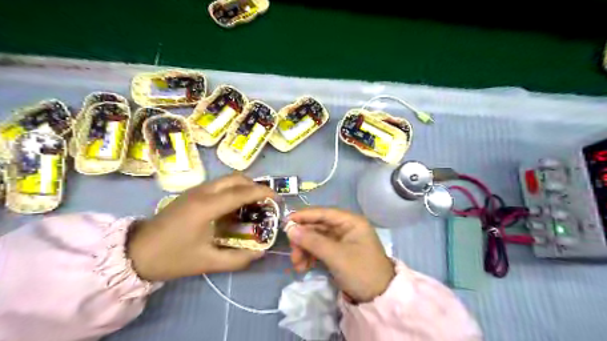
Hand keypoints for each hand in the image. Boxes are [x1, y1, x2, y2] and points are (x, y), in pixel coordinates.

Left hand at [128, 174, 274, 280]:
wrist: (136, 252)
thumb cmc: (172, 257)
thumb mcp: (207, 262)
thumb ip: (237, 259)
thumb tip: (260, 252)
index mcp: (207, 207)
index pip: (241, 192)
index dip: (262, 192)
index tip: (277, 198)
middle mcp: (203, 192)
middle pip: (236, 178)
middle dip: (255, 186)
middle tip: (265, 201)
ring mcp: (196, 190)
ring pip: (227, 179)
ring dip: (244, 186)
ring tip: (253, 204)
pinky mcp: (192, 193)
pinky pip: (219, 184)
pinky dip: (233, 189)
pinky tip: (234, 207)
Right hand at [287, 208, 396, 300]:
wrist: (379, 298)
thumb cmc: (361, 272)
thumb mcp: (336, 256)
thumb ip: (313, 241)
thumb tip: (290, 229)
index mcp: (351, 222)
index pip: (324, 213)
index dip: (304, 216)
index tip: (286, 222)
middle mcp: (346, 227)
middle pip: (318, 227)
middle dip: (303, 239)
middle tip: (292, 252)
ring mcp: (342, 240)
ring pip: (316, 239)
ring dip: (304, 249)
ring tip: (297, 265)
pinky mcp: (338, 253)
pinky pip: (319, 249)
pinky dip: (310, 256)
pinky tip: (303, 267)